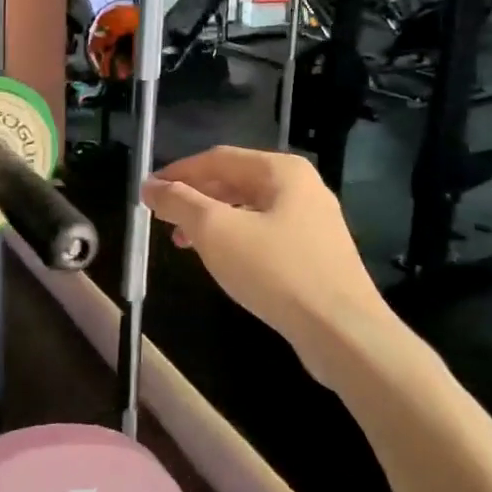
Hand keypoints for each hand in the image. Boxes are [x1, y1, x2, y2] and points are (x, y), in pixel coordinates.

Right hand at [142, 147, 397, 367]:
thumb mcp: (216, 231)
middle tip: (162, 218)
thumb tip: (150, 186)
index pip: (217, 158)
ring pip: (249, 210)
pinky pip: (265, 234)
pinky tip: (220, 260)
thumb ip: (179, 202)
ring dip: (212, 221)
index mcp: (282, 170)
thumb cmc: (276, 271)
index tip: (148, 191)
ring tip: (183, 243)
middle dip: (194, 198)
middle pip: (235, 181)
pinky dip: (235, 240)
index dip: (178, 172)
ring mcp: (314, 222)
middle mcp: (302, 187)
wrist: (343, 333)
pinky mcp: (317, 255)